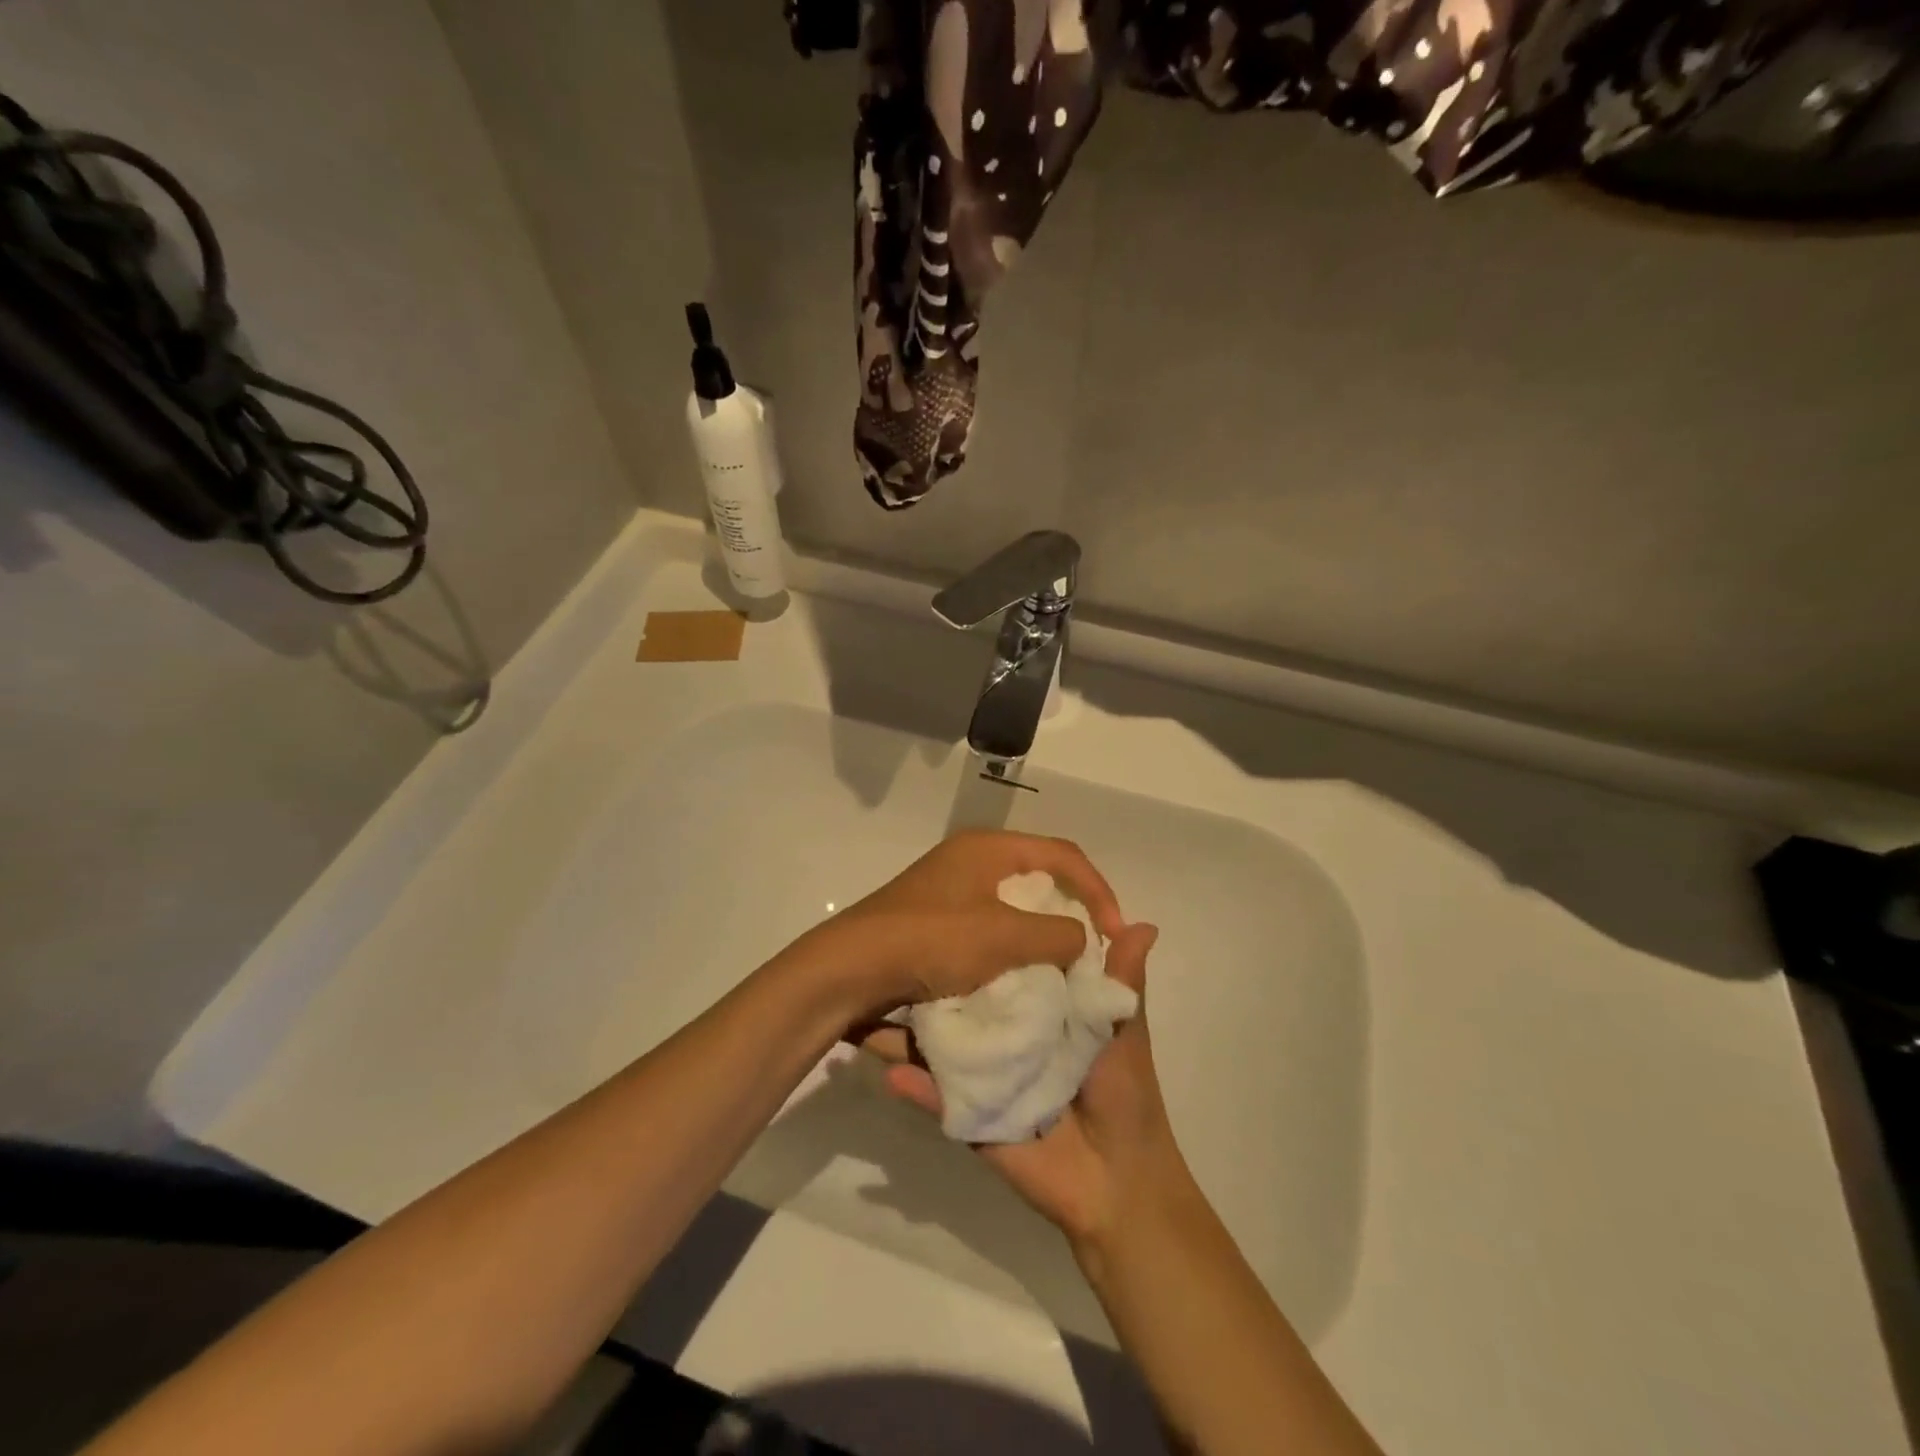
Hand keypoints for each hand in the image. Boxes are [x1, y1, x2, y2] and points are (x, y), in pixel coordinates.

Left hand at [789, 829, 1125, 1020]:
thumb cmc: (931, 941)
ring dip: (1039, 934)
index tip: (1114, 934)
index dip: (1098, 890)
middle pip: (1039, 876)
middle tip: (1089, 949)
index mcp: (988, 847)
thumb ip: (1057, 936)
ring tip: (1058, 968)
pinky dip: (1010, 948)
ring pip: (1013, 905)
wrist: (849, 970)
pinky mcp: (933, 921)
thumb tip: (1081, 939)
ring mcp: (948, 890)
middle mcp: (969, 859)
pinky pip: (988, 927)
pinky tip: (1016, 976)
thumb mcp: (1004, 938)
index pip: (1064, 854)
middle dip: (1070, 911)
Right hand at [877, 921, 1192, 1250]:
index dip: (983, 938)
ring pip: (939, 1045)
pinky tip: (885, 1067)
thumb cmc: (1126, 1096)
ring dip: (902, 1030)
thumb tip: (1144, 923)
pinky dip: (913, 1084)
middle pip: (961, 1002)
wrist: (1119, 1185)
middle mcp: (1005, 1035)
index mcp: (1040, 1010)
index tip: (953, 902)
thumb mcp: (1124, 1030)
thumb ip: (1122, 981)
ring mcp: (982, 1074)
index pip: (1004, 966)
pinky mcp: (969, 1113)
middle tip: (892, 946)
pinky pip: (936, 1097)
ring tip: (868, 1001)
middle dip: (928, 978)